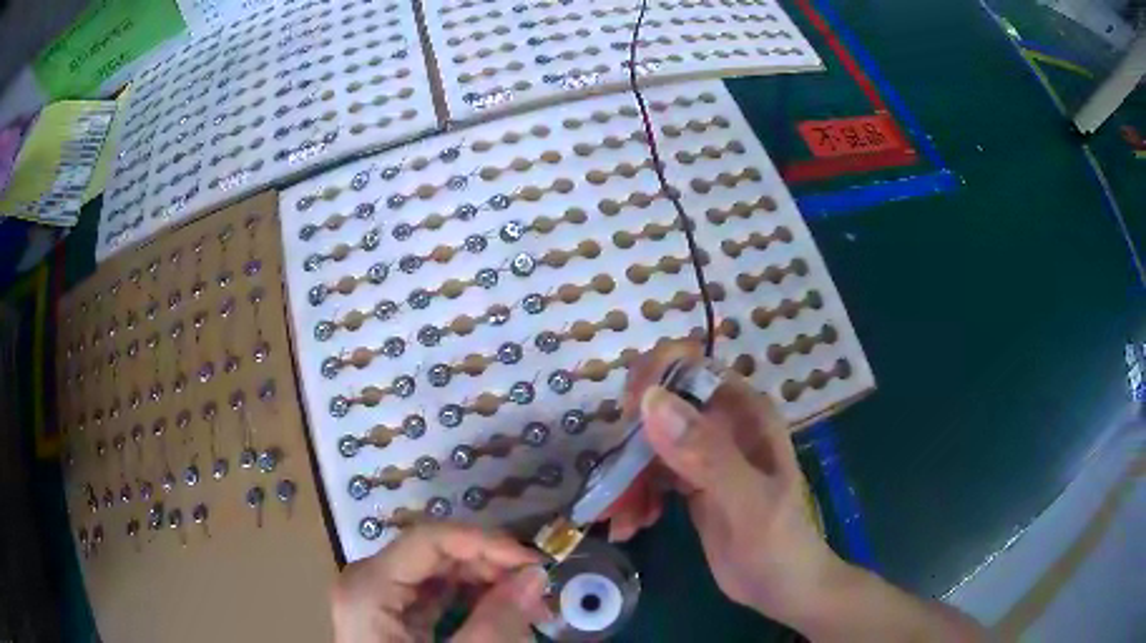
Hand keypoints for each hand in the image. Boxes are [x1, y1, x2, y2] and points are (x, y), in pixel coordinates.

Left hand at [331, 523, 549, 641]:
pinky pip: (434, 596)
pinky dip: (471, 602)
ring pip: (438, 574)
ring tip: (527, 606)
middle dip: (490, 568)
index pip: (429, 539)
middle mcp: (367, 581)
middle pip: (434, 555)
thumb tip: (535, 575)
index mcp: (368, 586)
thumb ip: (497, 621)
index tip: (534, 561)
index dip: (485, 543)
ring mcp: (377, 598)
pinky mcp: (391, 615)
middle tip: (538, 590)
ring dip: (486, 584)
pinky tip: (500, 614)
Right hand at [605, 340, 835, 621]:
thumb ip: (706, 454)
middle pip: (659, 406)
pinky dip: (635, 495)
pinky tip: (633, 523)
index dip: (653, 379)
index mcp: (745, 412)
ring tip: (620, 517)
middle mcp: (723, 423)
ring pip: (649, 442)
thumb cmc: (778, 544)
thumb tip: (650, 399)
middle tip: (614, 485)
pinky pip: (651, 473)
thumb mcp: (747, 501)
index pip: (690, 366)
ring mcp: (705, 453)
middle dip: (630, 441)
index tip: (626, 418)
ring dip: (627, 475)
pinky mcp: (691, 481)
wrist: (783, 588)